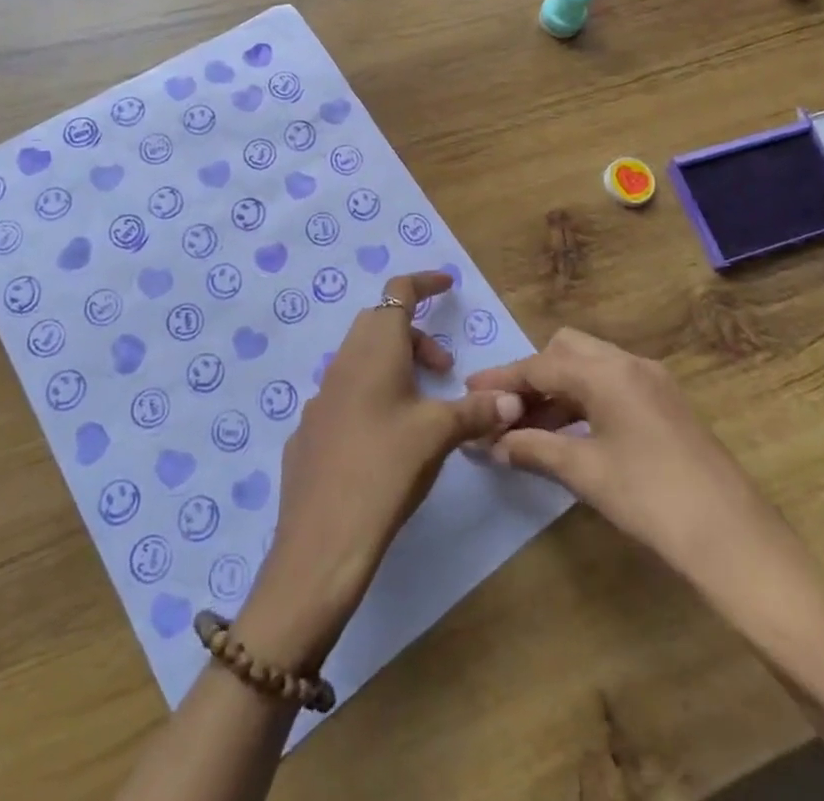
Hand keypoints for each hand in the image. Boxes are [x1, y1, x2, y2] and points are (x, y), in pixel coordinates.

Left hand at [232, 272, 525, 671]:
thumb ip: (476, 411)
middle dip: (415, 335)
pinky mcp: (310, 430)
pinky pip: (345, 394)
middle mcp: (343, 362)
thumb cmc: (385, 470)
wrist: (321, 541)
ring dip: (394, 367)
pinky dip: (371, 397)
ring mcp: (321, 397)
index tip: (447, 285)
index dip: (424, 282)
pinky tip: (384, 441)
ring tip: (421, 408)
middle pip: (379, 324)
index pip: (398, 292)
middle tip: (443, 370)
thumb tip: (512, 399)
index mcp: (375, 350)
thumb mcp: (438, 436)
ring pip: (361, 359)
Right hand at [465, 327, 766, 579]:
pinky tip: (569, 435)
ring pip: (590, 368)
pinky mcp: (666, 405)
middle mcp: (630, 363)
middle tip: (505, 411)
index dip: (502, 380)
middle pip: (566, 350)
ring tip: (528, 430)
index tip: (468, 392)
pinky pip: (611, 386)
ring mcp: (653, 382)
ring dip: (557, 391)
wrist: (736, 542)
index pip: (540, 365)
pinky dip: (583, 401)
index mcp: (607, 371)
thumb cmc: (651, 499)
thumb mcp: (584, 472)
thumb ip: (533, 449)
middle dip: (532, 376)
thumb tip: (491, 444)